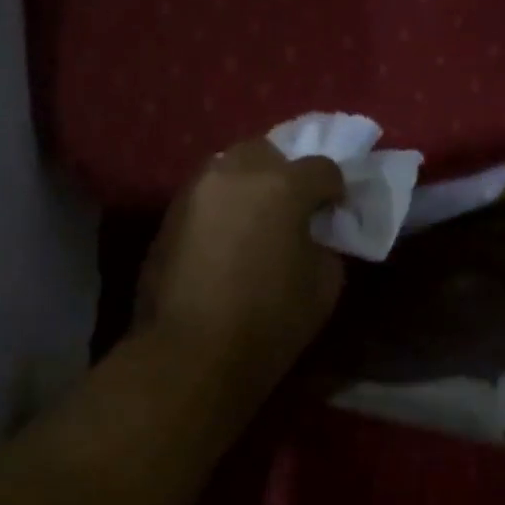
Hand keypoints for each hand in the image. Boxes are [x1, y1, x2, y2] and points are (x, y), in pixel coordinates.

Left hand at [136, 138, 345, 393]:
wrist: (191, 352)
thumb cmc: (269, 321)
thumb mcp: (324, 285)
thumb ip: (325, 244)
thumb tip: (311, 235)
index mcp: (283, 185)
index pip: (322, 167)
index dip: (334, 190)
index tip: (334, 213)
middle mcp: (236, 172)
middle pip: (269, 152)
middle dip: (285, 174)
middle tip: (292, 210)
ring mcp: (196, 190)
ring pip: (230, 168)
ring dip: (249, 185)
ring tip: (255, 221)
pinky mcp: (169, 213)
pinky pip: (206, 195)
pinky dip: (222, 206)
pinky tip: (226, 238)